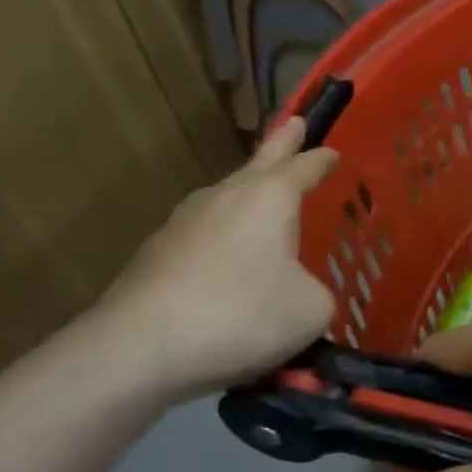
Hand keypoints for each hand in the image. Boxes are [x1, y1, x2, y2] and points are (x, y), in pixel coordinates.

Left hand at [93, 116, 337, 399]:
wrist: (138, 349)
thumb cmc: (241, 315)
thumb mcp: (311, 310)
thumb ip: (318, 292)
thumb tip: (302, 294)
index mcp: (270, 197)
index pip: (304, 167)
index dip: (322, 160)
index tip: (333, 152)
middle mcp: (226, 197)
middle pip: (260, 162)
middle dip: (282, 144)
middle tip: (295, 122)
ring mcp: (184, 222)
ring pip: (227, 197)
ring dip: (248, 193)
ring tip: (263, 198)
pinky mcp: (156, 254)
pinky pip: (204, 235)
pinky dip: (223, 239)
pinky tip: (228, 262)